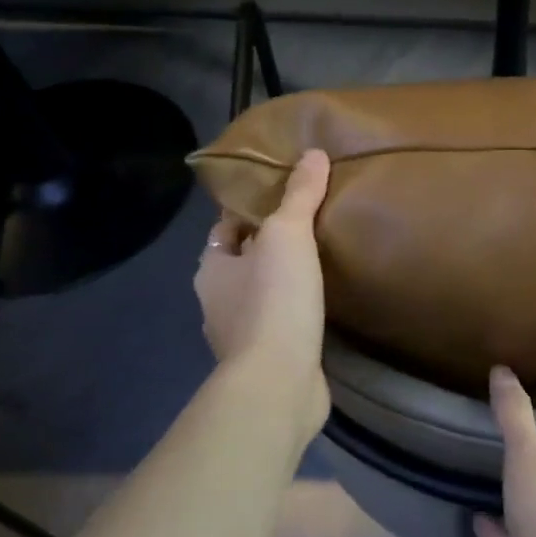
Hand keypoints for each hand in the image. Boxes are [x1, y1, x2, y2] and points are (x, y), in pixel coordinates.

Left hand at [193, 149, 331, 435]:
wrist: (278, 383)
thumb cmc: (274, 300)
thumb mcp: (288, 234)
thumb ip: (299, 195)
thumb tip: (314, 152)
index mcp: (212, 268)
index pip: (225, 228)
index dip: (250, 209)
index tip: (282, 194)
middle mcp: (218, 302)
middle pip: (244, 261)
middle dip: (271, 244)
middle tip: (310, 222)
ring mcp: (242, 336)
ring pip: (263, 294)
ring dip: (285, 280)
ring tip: (322, 259)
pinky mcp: (268, 360)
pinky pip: (282, 323)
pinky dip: (297, 311)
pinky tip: (323, 303)